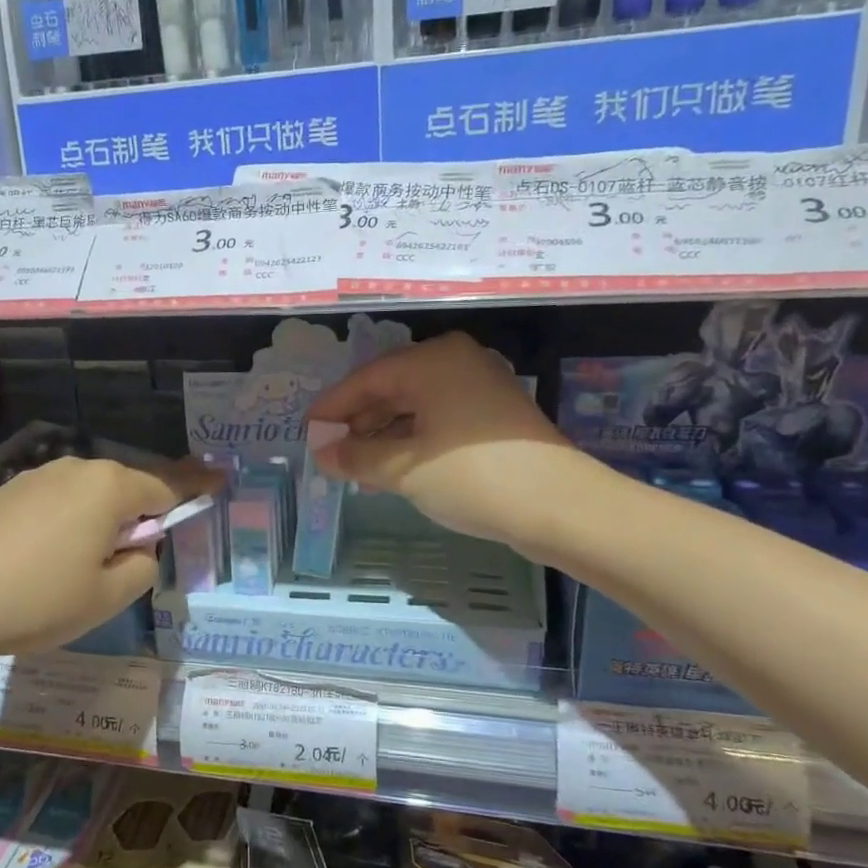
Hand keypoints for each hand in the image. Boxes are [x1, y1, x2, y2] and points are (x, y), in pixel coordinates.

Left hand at [0, 457, 214, 660]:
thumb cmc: (32, 599)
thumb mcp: (105, 597)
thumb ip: (143, 566)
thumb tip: (140, 547)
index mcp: (110, 487)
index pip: (168, 488)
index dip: (195, 493)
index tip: (220, 485)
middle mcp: (77, 469)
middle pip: (126, 490)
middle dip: (136, 521)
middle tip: (126, 568)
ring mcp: (38, 476)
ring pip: (89, 498)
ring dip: (98, 526)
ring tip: (77, 574)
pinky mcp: (7, 491)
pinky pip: (56, 505)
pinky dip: (65, 526)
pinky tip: (41, 564)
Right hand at [308, 333, 588, 553]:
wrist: (559, 507)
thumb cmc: (472, 476)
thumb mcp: (403, 469)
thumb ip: (356, 456)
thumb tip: (323, 453)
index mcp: (432, 360)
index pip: (367, 379)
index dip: (333, 407)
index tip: (308, 432)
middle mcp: (456, 362)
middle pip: (391, 388)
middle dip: (358, 422)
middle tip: (330, 452)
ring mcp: (479, 387)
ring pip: (415, 406)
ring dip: (383, 435)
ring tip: (356, 467)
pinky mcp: (493, 416)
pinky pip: (438, 419)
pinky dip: (411, 441)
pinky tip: (392, 468)